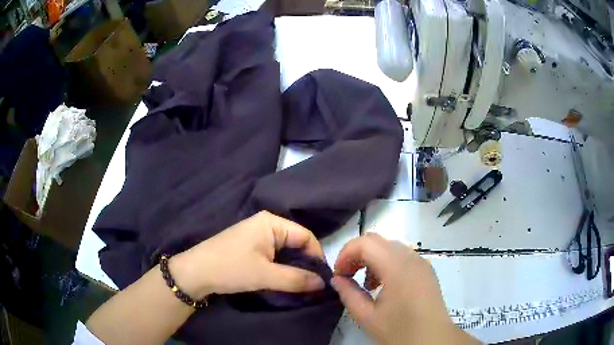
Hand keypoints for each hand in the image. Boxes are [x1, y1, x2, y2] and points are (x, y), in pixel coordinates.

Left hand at [170, 211, 325, 299]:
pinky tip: (285, 280)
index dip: (317, 257)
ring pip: (285, 251)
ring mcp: (256, 235)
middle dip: (306, 263)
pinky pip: (274, 255)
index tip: (322, 278)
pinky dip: (282, 267)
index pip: (306, 236)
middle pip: (296, 242)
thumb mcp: (266, 275)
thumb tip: (323, 283)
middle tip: (314, 284)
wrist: (195, 272)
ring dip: (294, 267)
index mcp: (271, 222)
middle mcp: (266, 224)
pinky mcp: (250, 247)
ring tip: (301, 285)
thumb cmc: (231, 268)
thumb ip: (297, 279)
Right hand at [332, 233, 478, 344]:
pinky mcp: (426, 269)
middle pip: (377, 241)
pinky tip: (384, 286)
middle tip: (347, 276)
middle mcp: (411, 257)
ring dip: (372, 259)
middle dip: (357, 254)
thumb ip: (348, 294)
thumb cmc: (399, 331)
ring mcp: (421, 261)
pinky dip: (387, 263)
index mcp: (396, 266)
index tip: (338, 274)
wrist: (432, 339)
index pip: (365, 243)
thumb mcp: (367, 316)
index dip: (345, 254)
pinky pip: (402, 256)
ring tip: (366, 284)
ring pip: (390, 247)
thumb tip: (337, 279)